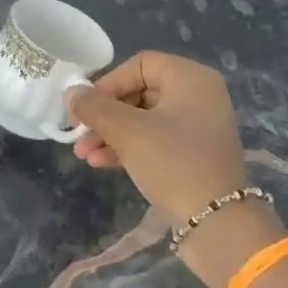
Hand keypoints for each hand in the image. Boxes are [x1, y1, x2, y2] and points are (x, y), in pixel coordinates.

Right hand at [67, 52, 248, 221]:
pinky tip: (101, 163)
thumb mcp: (127, 131)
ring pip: (142, 118)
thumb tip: (71, 93)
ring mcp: (197, 126)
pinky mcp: (193, 153)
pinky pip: (154, 138)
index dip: (107, 84)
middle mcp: (198, 95)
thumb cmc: (173, 162)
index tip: (85, 109)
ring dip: (110, 134)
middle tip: (78, 134)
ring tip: (84, 155)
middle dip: (104, 115)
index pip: (139, 65)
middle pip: (138, 92)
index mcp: (190, 78)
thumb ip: (94, 107)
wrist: (217, 222)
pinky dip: (127, 146)